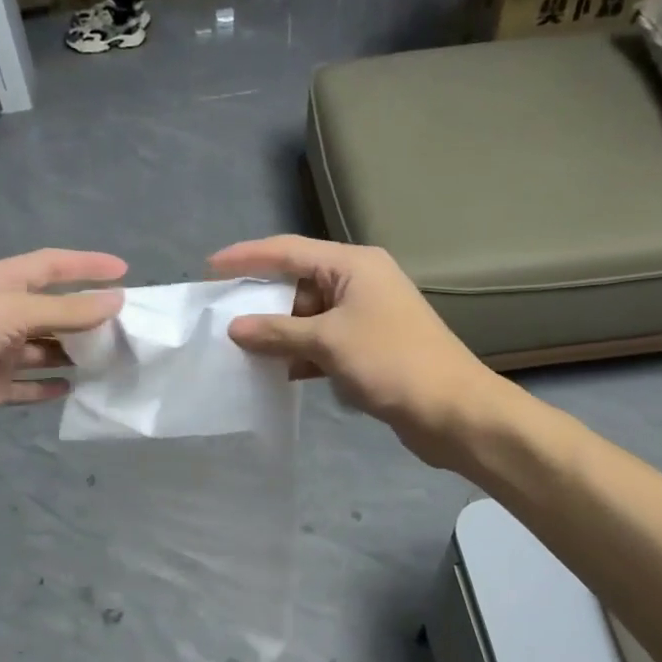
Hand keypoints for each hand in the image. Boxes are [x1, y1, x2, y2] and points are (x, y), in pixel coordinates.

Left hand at [0, 248, 124, 470]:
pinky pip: (30, 385)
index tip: (125, 271)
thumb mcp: (10, 311)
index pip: (50, 266)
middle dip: (87, 314)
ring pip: (45, 349)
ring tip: (114, 356)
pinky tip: (78, 387)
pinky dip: (51, 385)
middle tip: (128, 325)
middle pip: (51, 309)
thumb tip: (118, 300)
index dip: (86, 265)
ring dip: (75, 352)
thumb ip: (66, 310)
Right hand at [209, 236, 497, 466]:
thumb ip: (278, 332)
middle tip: (220, 316)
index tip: (209, 269)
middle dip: (261, 300)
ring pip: (308, 316)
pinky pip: (321, 342)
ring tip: (237, 347)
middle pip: (298, 283)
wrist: (451, 410)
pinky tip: (272, 371)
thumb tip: (236, 327)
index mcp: (353, 265)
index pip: (289, 250)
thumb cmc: (391, 363)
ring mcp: (365, 316)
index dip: (247, 257)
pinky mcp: (367, 348)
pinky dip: (298, 354)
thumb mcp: (328, 342)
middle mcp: (359, 282)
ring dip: (277, 332)